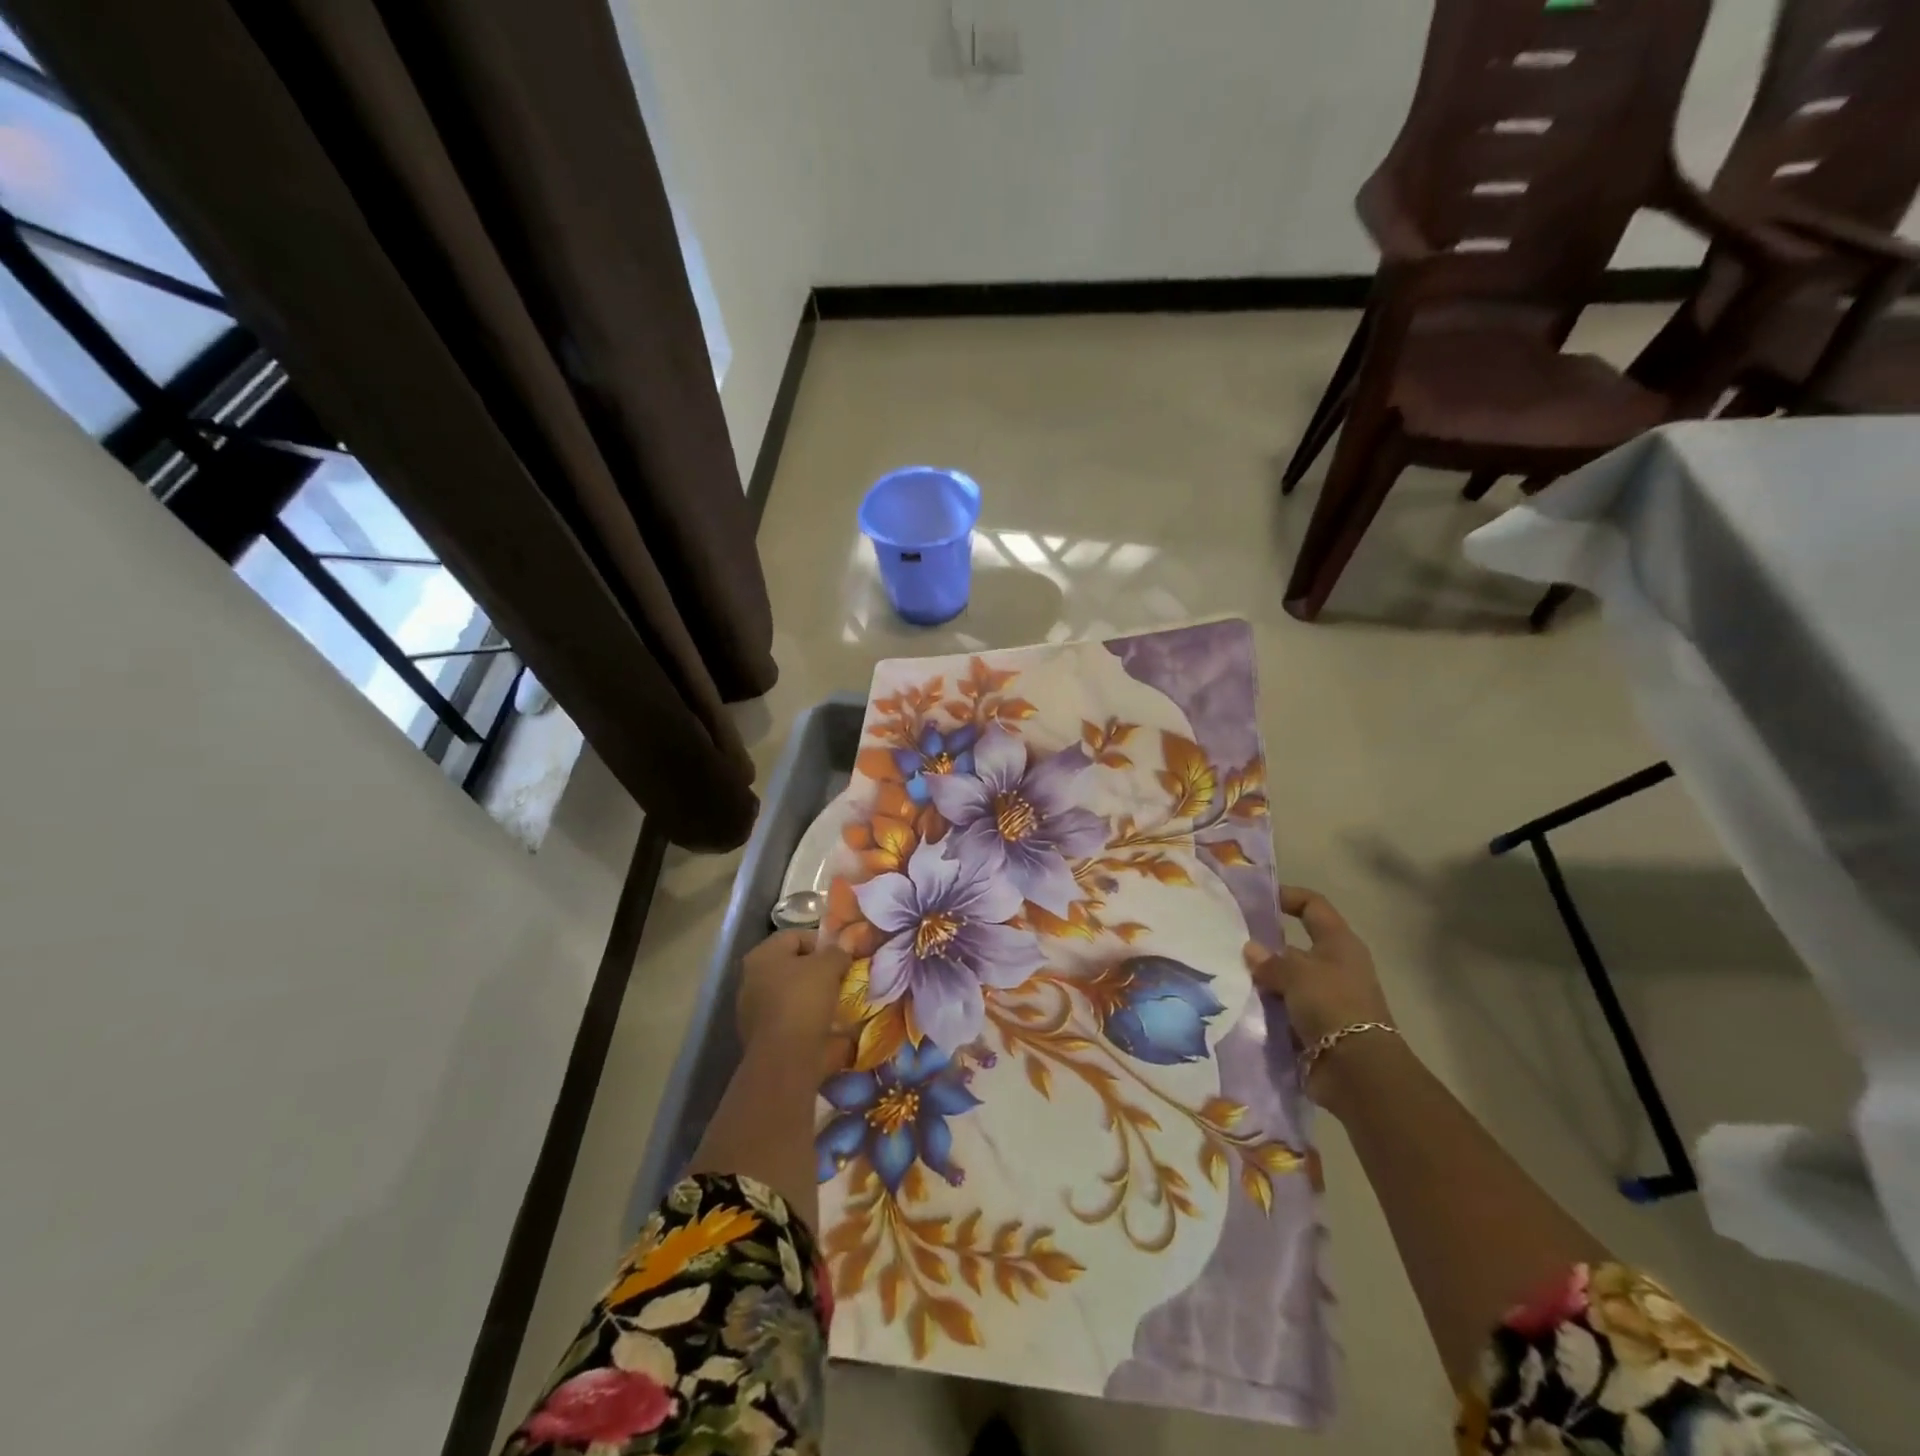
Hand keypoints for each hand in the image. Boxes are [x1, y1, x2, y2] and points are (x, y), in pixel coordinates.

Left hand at [736, 928, 851, 1059]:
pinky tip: (829, 1026)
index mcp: (763, 956)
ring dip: (815, 997)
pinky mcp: (764, 1037)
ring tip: (840, 1002)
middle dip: (819, 971)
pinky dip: (809, 1020)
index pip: (796, 936)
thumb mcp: (829, 966)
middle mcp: (752, 979)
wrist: (786, 1059)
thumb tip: (842, 949)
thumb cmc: (804, 1001)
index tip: (843, 956)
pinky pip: (792, 1019)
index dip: (822, 942)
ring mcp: (754, 1010)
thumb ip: (837, 952)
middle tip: (843, 978)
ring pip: (793, 994)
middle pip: (793, 966)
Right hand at [1243, 887, 1396, 1099]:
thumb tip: (1250, 950)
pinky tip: (1237, 1004)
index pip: (1313, 906)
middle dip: (1263, 946)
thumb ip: (1271, 961)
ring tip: (1224, 974)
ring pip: (1285, 980)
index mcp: (1339, 944)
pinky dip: (1265, 1008)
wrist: (1358, 1071)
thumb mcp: (1297, 974)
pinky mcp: (1314, 1027)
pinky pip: (1283, 1009)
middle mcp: (1334, 967)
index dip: (1287, 897)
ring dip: (1262, 980)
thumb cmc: (1333, 1006)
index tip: (1255, 899)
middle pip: (1294, 946)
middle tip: (1227, 942)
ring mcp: (1324, 999)